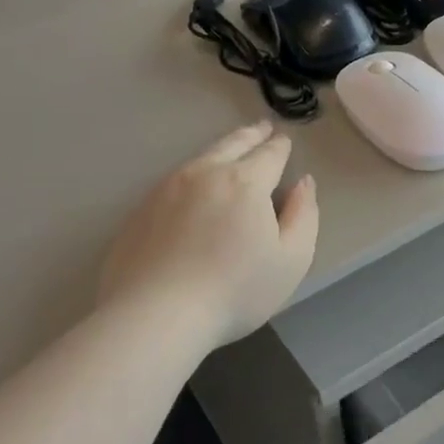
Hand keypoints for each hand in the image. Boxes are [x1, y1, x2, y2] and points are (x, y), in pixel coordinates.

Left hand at [98, 120, 318, 351]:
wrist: (155, 315)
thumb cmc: (235, 290)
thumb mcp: (291, 259)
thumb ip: (303, 215)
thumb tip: (303, 183)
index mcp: (246, 182)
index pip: (269, 154)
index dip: (280, 146)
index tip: (285, 140)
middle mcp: (204, 174)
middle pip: (232, 145)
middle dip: (251, 135)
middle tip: (261, 127)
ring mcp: (166, 189)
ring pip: (200, 158)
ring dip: (221, 149)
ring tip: (231, 149)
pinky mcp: (140, 210)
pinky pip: (174, 181)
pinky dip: (193, 175)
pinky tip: (193, 187)